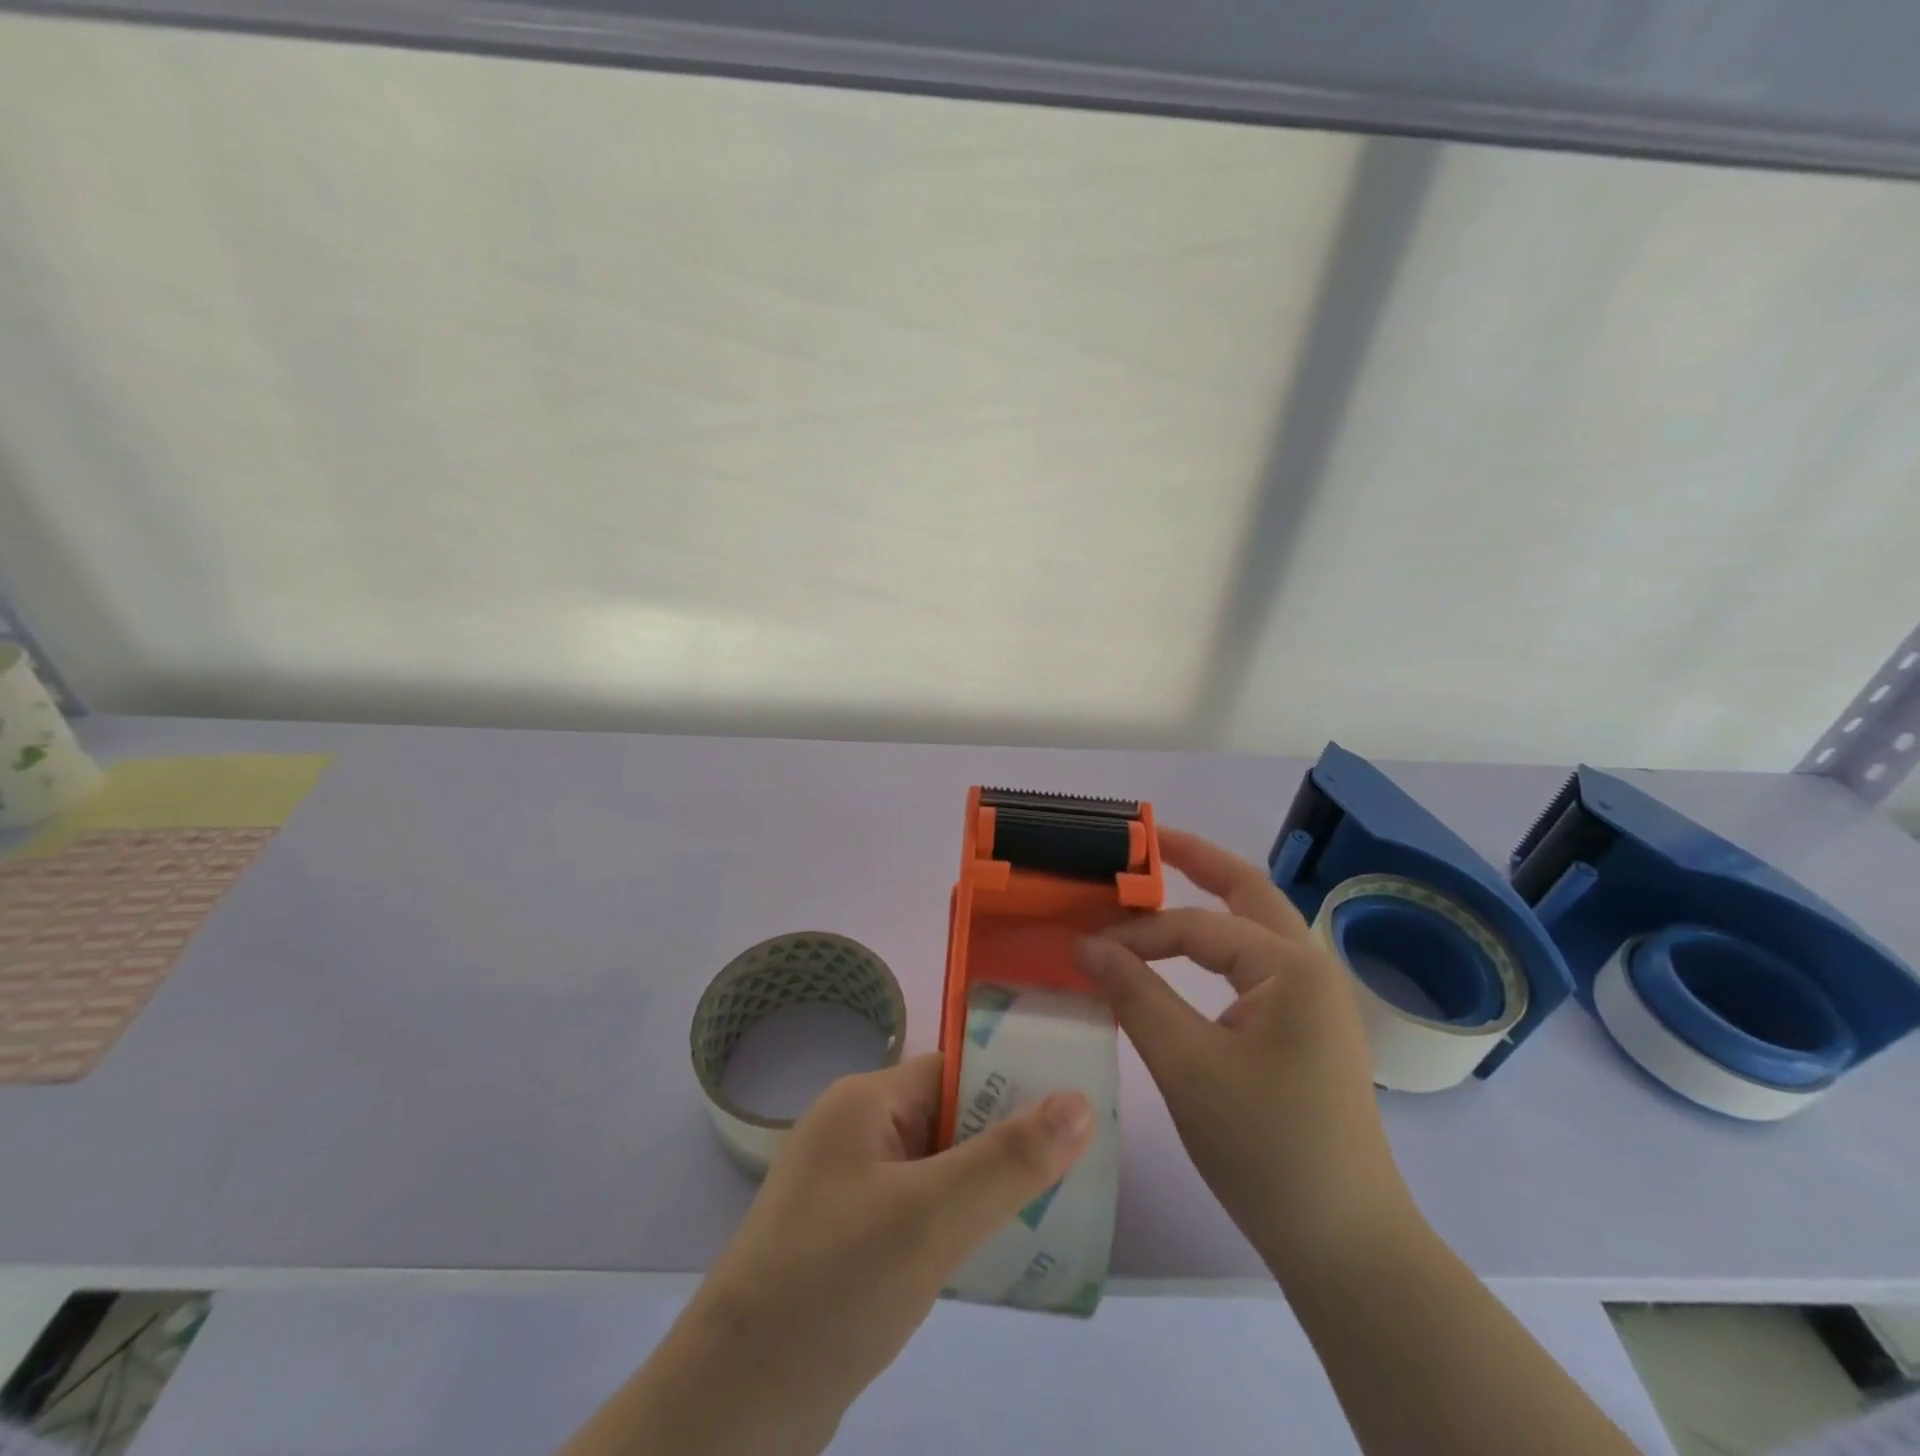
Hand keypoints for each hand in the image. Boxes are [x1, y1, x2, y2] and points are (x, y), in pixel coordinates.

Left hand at [564, 1054, 1093, 1455]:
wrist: (733, 1408)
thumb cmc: (835, 1285)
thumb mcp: (932, 1217)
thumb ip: (1009, 1160)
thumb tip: (1080, 1101)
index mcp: (864, 1101)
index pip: (953, 1070)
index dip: (1012, 1084)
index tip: (1075, 1109)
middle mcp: (854, 1131)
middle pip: (947, 1117)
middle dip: (1006, 1140)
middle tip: (1077, 1167)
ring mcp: (847, 1187)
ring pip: (936, 1167)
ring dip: (984, 1185)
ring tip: (1052, 1209)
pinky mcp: (847, 1238)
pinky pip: (917, 1210)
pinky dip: (956, 1222)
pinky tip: (995, 1253)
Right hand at [1074, 827, 1415, 1277]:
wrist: (1345, 1245)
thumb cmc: (1265, 1148)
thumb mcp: (1187, 1065)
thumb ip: (1135, 994)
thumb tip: (1085, 945)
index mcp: (1290, 966)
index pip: (1196, 926)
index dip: (1136, 932)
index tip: (1083, 948)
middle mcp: (1310, 966)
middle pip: (1248, 891)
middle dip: (1196, 860)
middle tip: (1145, 841)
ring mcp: (1315, 998)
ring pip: (1255, 926)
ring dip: (1209, 900)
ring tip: (1160, 882)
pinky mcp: (1307, 1027)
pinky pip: (1255, 965)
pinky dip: (1217, 946)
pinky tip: (1188, 954)